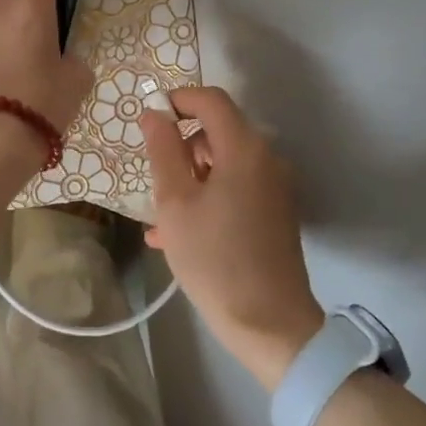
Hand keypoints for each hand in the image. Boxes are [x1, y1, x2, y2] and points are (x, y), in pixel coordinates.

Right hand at [141, 86, 323, 388]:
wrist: (270, 325)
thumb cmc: (215, 259)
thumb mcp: (175, 204)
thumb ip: (162, 151)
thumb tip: (153, 114)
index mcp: (244, 148)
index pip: (210, 100)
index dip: (177, 100)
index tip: (149, 121)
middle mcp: (266, 158)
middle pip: (218, 131)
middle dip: (181, 148)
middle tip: (154, 180)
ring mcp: (275, 187)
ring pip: (224, 163)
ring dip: (190, 178)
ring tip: (160, 220)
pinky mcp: (276, 212)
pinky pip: (236, 188)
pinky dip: (208, 198)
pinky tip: (179, 234)